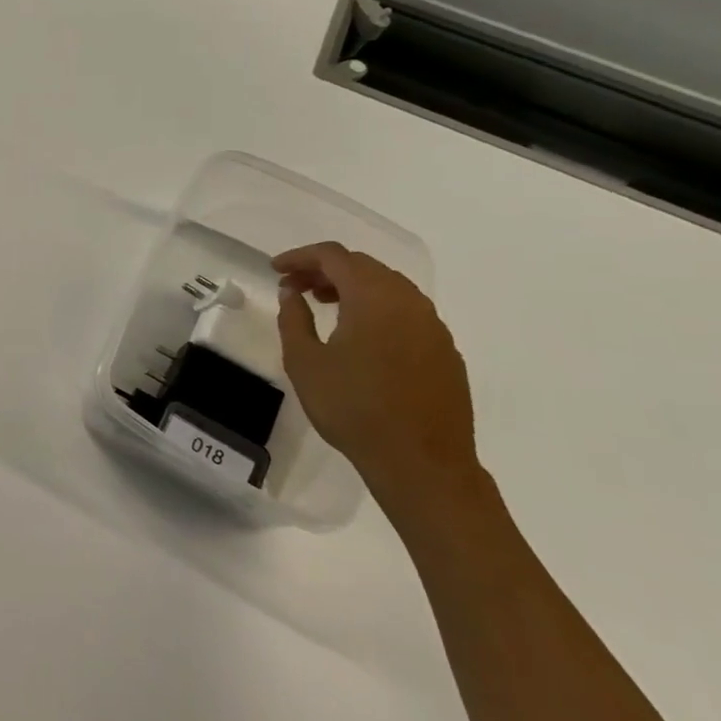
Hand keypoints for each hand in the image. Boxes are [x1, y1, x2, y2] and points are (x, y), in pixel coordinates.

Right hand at [273, 242, 481, 519]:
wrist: (422, 463)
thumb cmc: (353, 408)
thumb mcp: (305, 362)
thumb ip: (294, 319)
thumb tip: (292, 292)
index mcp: (374, 298)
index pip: (334, 257)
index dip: (300, 257)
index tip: (275, 269)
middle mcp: (409, 302)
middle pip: (364, 266)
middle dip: (325, 269)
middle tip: (293, 286)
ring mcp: (433, 327)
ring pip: (389, 287)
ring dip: (352, 287)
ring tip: (322, 304)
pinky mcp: (445, 351)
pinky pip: (406, 311)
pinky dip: (376, 307)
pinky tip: (359, 333)